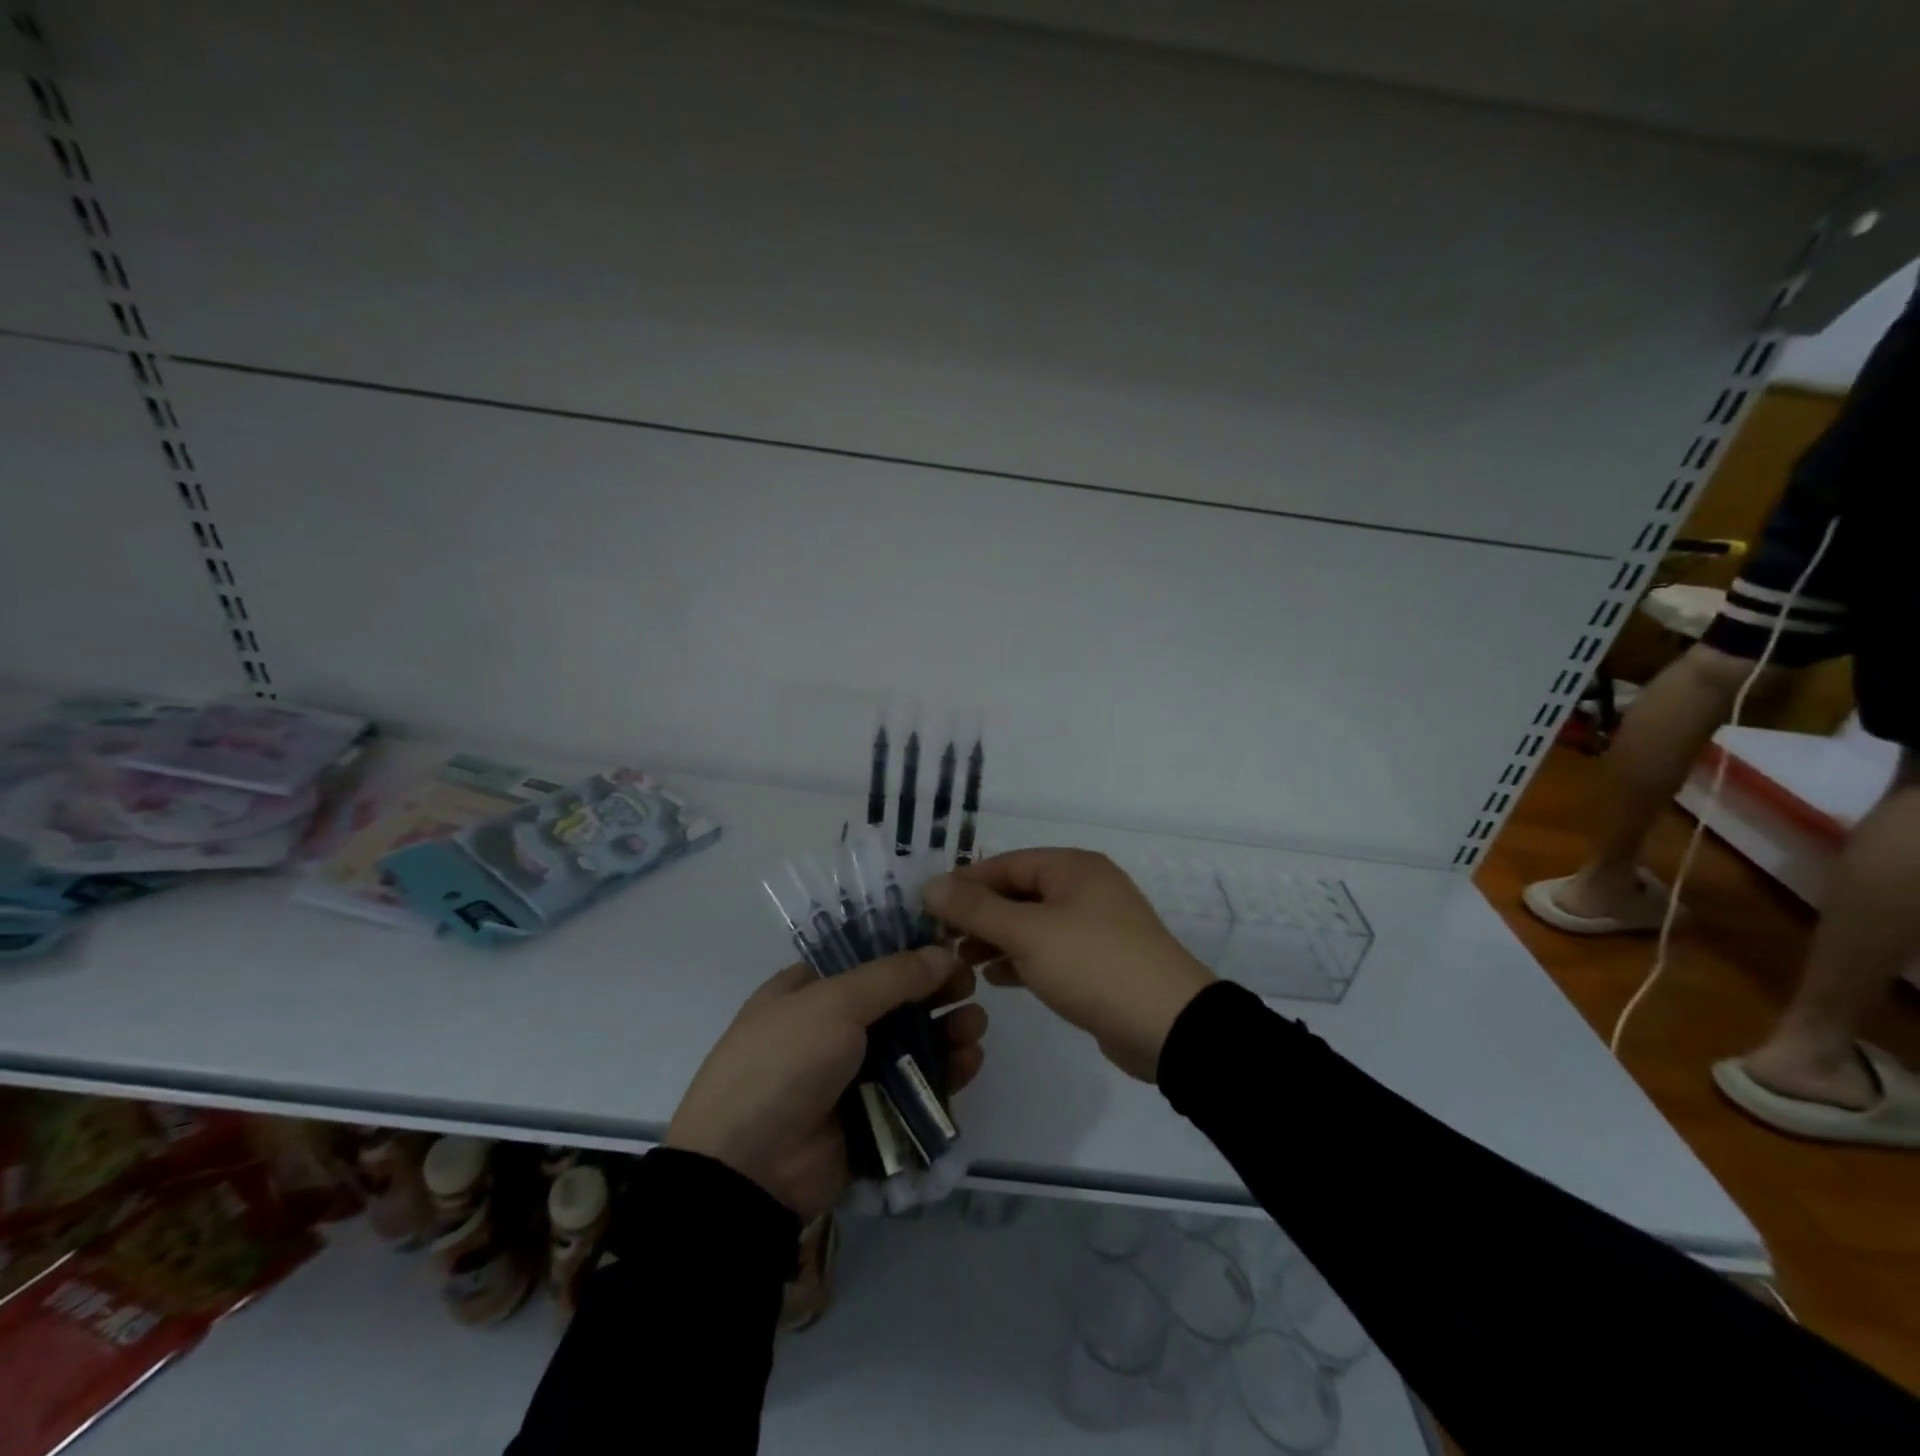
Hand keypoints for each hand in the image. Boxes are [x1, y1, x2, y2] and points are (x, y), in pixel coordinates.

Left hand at [665, 947, 985, 1219]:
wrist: (748, 1168)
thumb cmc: (784, 1062)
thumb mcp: (833, 1003)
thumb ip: (893, 977)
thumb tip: (942, 953)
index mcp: (812, 990)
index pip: (870, 958)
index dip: (911, 951)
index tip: (951, 947)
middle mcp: (834, 1026)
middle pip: (898, 1001)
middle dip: (936, 993)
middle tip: (971, 987)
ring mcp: (854, 1073)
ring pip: (913, 1044)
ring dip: (947, 1031)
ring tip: (976, 1025)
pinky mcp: (875, 1114)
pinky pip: (917, 1087)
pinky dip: (946, 1072)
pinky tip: (971, 1060)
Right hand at [924, 849, 1214, 1082]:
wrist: (1168, 1025)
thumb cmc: (1092, 964)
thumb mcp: (1027, 934)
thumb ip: (976, 909)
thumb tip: (931, 885)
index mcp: (1072, 867)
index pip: (1005, 864)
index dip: (965, 883)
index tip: (927, 907)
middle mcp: (1084, 887)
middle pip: (1018, 893)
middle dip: (979, 915)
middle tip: (940, 940)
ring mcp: (1095, 925)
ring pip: (1032, 924)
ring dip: (996, 939)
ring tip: (961, 962)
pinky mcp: (1098, 961)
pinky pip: (1050, 950)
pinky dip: (1022, 960)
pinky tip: (995, 979)